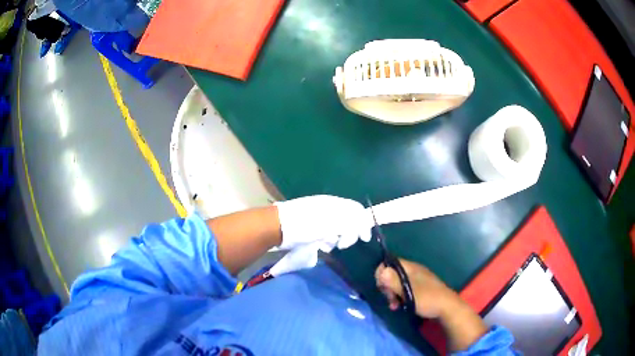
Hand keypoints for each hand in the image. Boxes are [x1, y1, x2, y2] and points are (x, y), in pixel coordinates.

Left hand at [274, 195, 371, 250]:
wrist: (277, 227)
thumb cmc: (305, 225)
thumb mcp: (331, 224)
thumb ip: (350, 223)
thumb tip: (363, 225)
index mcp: (334, 203)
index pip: (356, 210)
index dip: (363, 224)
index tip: (364, 239)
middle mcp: (328, 207)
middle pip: (348, 221)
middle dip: (348, 235)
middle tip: (341, 245)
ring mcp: (319, 216)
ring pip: (337, 230)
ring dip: (336, 239)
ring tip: (326, 245)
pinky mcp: (311, 226)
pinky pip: (326, 234)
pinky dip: (326, 240)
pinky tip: (320, 246)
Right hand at [375, 259, 460, 317]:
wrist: (447, 308)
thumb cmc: (428, 298)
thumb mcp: (408, 292)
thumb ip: (394, 282)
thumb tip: (380, 270)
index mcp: (411, 268)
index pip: (390, 263)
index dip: (382, 273)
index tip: (382, 287)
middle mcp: (414, 271)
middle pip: (392, 274)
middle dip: (387, 286)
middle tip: (390, 299)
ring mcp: (418, 280)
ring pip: (397, 283)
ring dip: (393, 294)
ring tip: (394, 305)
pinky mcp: (420, 289)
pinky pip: (404, 289)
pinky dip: (400, 297)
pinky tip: (399, 306)